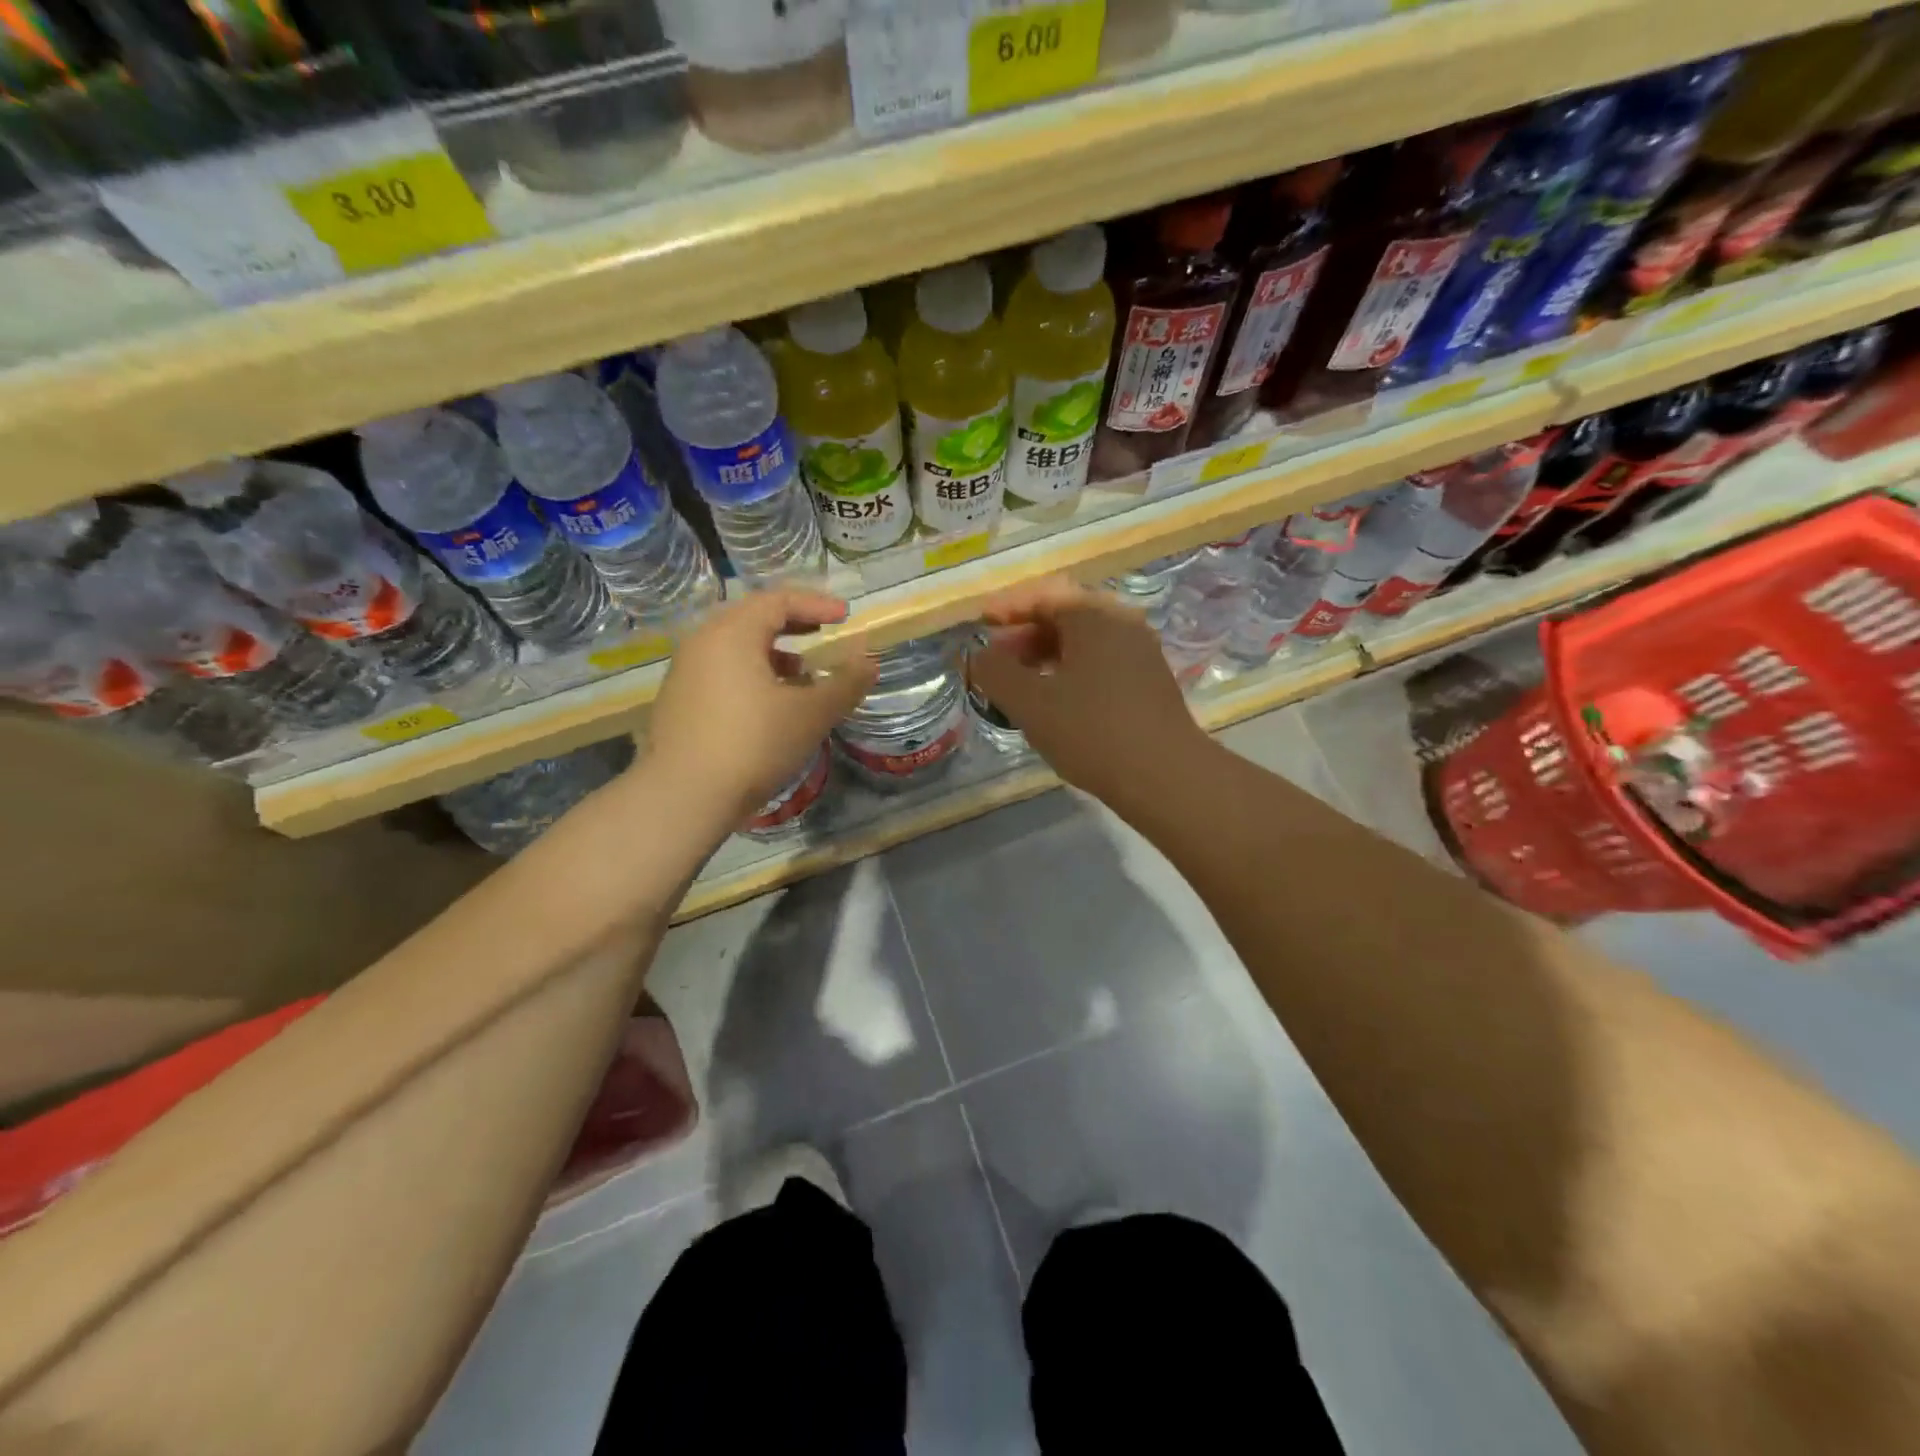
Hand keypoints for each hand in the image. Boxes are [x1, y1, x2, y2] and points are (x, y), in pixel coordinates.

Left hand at [647, 589, 875, 825]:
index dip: (816, 604)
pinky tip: (770, 707)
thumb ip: (845, 683)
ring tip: (802, 677)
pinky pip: (721, 673)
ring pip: (735, 648)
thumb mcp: (812, 714)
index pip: (778, 600)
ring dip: (773, 654)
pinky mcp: (678, 703)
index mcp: (733, 633)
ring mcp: (685, 673)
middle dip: (793, 624)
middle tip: (822, 634)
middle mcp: (703, 643)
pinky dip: (752, 675)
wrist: (683, 796)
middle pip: (752, 619)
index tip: (845, 616)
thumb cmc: (754, 744)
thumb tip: (869, 661)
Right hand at [968, 576, 1208, 807]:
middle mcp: (1122, 623)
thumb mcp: (1030, 703)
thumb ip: (994, 673)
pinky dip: (1071, 670)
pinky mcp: (1149, 680)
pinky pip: (1101, 661)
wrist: (1165, 775)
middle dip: (1025, 633)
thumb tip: (974, 656)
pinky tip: (1057, 700)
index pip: (1043, 594)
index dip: (1007, 607)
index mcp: (1094, 615)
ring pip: (1084, 641)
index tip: (980, 625)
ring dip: (1047, 654)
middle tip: (996, 659)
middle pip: (1065, 614)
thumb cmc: (1091, 731)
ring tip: (1020, 684)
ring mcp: (1141, 651)